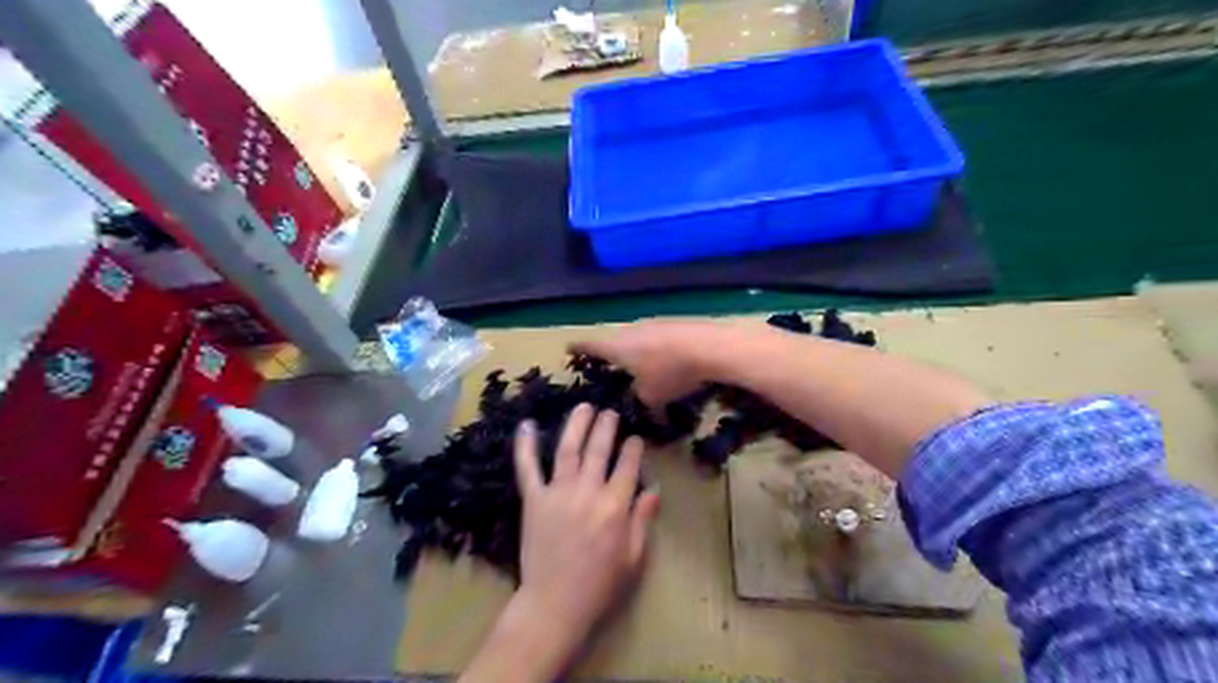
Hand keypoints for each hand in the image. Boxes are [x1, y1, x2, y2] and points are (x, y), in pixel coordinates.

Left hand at [515, 404, 664, 637]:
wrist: (554, 604)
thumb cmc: (599, 585)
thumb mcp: (633, 557)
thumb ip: (642, 520)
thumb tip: (653, 490)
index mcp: (615, 505)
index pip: (628, 465)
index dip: (633, 448)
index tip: (635, 438)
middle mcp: (587, 491)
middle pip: (599, 449)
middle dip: (606, 427)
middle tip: (610, 411)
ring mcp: (557, 492)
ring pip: (568, 449)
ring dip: (577, 424)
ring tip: (584, 406)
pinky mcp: (533, 500)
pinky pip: (528, 468)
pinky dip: (525, 446)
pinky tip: (527, 425)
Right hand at [575, 320, 719, 410]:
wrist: (709, 347)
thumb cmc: (671, 373)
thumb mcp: (651, 397)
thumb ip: (641, 401)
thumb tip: (644, 406)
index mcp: (618, 348)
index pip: (590, 346)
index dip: (578, 348)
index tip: (568, 347)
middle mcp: (631, 331)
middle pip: (616, 342)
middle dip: (614, 356)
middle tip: (615, 369)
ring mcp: (653, 323)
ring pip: (638, 339)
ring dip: (639, 353)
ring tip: (647, 369)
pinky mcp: (673, 323)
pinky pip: (658, 338)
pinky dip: (659, 350)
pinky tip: (671, 362)